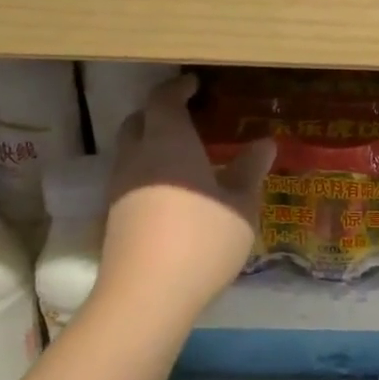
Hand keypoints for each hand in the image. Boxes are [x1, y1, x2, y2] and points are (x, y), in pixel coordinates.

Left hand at [98, 74, 275, 316]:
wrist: (147, 294)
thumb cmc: (202, 239)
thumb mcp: (241, 205)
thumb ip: (250, 170)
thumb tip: (264, 143)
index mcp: (169, 142)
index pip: (164, 100)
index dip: (177, 88)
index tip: (193, 84)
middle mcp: (137, 157)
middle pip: (138, 121)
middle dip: (158, 113)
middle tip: (185, 116)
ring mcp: (120, 187)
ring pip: (130, 151)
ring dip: (150, 143)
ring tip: (181, 155)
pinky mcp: (114, 216)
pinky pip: (129, 178)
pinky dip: (147, 172)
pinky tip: (169, 191)